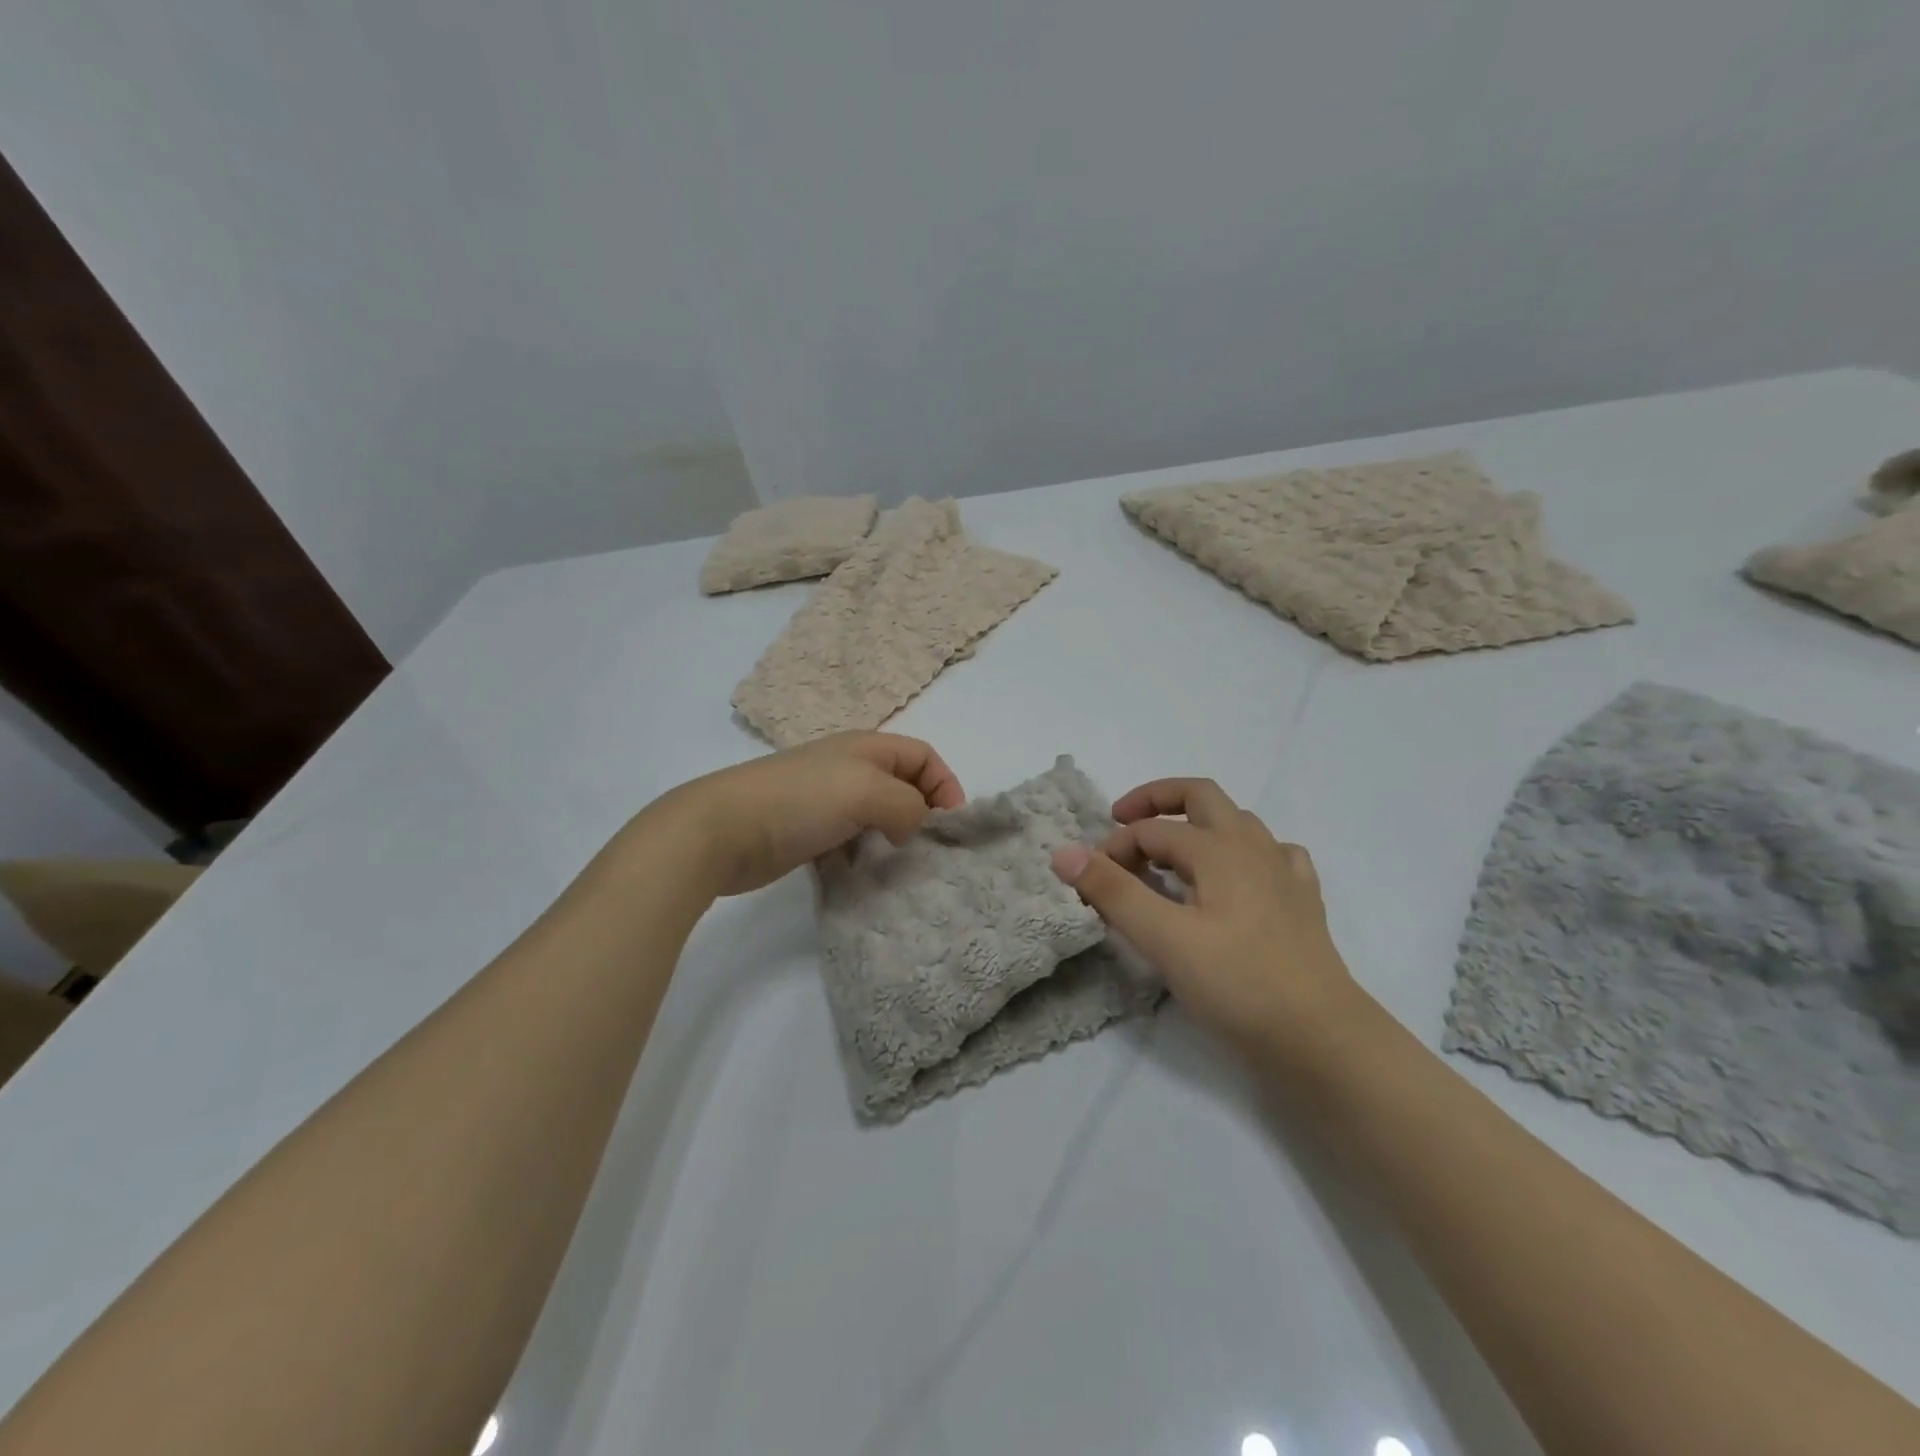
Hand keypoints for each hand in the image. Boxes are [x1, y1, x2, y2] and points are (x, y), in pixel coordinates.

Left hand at [653, 732, 964, 897]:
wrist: (723, 830)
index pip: (923, 756)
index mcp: (866, 748)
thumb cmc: (800, 800)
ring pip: (877, 818)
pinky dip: (863, 857)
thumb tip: (912, 826)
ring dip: (893, 840)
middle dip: (921, 815)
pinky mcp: (808, 834)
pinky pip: (851, 843)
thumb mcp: (867, 790)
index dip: (944, 784)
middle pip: (902, 786)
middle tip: (928, 850)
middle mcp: (849, 770)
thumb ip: (907, 804)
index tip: (950, 825)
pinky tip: (862, 877)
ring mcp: (826, 802)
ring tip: (899, 867)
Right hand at [1050, 778, 1364, 1058]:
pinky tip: (1237, 878)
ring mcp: (1284, 872)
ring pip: (1237, 823)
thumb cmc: (1236, 983)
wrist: (1320, 1036)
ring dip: (1197, 825)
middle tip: (1123, 820)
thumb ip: (1112, 891)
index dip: (1114, 848)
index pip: (1151, 831)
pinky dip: (1244, 853)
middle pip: (1200, 796)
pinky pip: (1273, 855)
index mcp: (1218, 849)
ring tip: (1171, 854)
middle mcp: (1253, 847)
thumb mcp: (1162, 938)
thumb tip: (1064, 852)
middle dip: (1157, 800)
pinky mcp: (1302, 901)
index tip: (1092, 881)